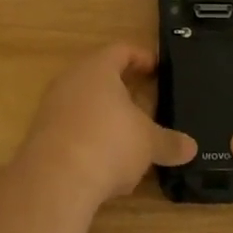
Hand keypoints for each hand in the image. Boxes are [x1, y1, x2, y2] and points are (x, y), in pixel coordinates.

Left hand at [19, 43, 196, 207]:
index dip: (141, 57)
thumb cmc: (108, 143)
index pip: (121, 50)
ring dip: (105, 116)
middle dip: (123, 89)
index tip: (157, 68)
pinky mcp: (41, 137)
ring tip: (128, 134)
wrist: (53, 182)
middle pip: (99, 76)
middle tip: (146, 99)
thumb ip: (169, 142)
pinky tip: (105, 161)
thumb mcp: (148, 143)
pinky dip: (90, 138)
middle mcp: (70, 81)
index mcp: (97, 68)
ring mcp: (51, 109)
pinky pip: (71, 128)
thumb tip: (191, 148)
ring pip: (84, 103)